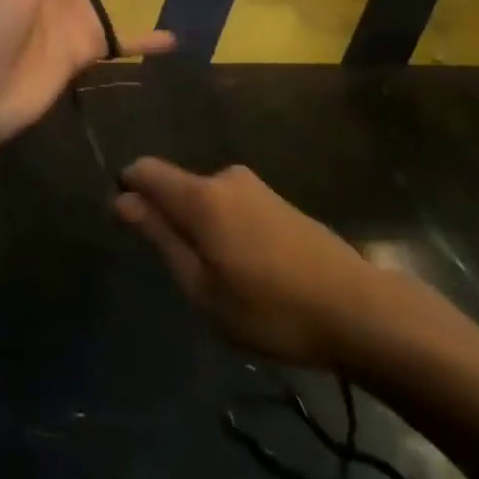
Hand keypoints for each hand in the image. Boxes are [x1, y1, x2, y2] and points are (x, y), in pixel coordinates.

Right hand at [114, 158, 383, 369]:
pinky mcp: (276, 200)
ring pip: (205, 202)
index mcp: (201, 195)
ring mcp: (255, 186)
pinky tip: (248, 273)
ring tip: (223, 284)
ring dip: (201, 232)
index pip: (146, 170)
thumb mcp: (202, 287)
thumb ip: (161, 237)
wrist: (354, 307)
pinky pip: (231, 207)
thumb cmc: (269, 308)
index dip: (129, 192)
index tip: (128, 230)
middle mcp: (225, 177)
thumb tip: (123, 198)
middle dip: (169, 222)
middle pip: (177, 188)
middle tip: (187, 279)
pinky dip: (225, 232)